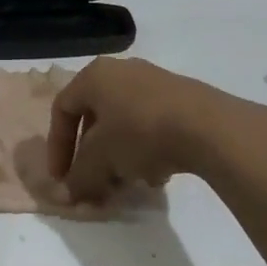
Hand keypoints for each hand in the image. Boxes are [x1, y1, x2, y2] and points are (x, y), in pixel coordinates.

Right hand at [48, 57, 249, 201]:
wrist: (209, 126)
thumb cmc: (140, 132)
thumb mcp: (101, 159)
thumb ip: (79, 177)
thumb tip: (68, 194)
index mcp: (94, 76)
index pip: (62, 109)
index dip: (57, 147)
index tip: (62, 179)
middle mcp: (121, 71)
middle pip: (95, 118)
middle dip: (93, 156)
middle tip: (95, 183)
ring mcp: (154, 82)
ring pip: (124, 124)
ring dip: (120, 157)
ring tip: (129, 183)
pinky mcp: (182, 97)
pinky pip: (151, 124)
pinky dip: (146, 150)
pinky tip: (158, 174)